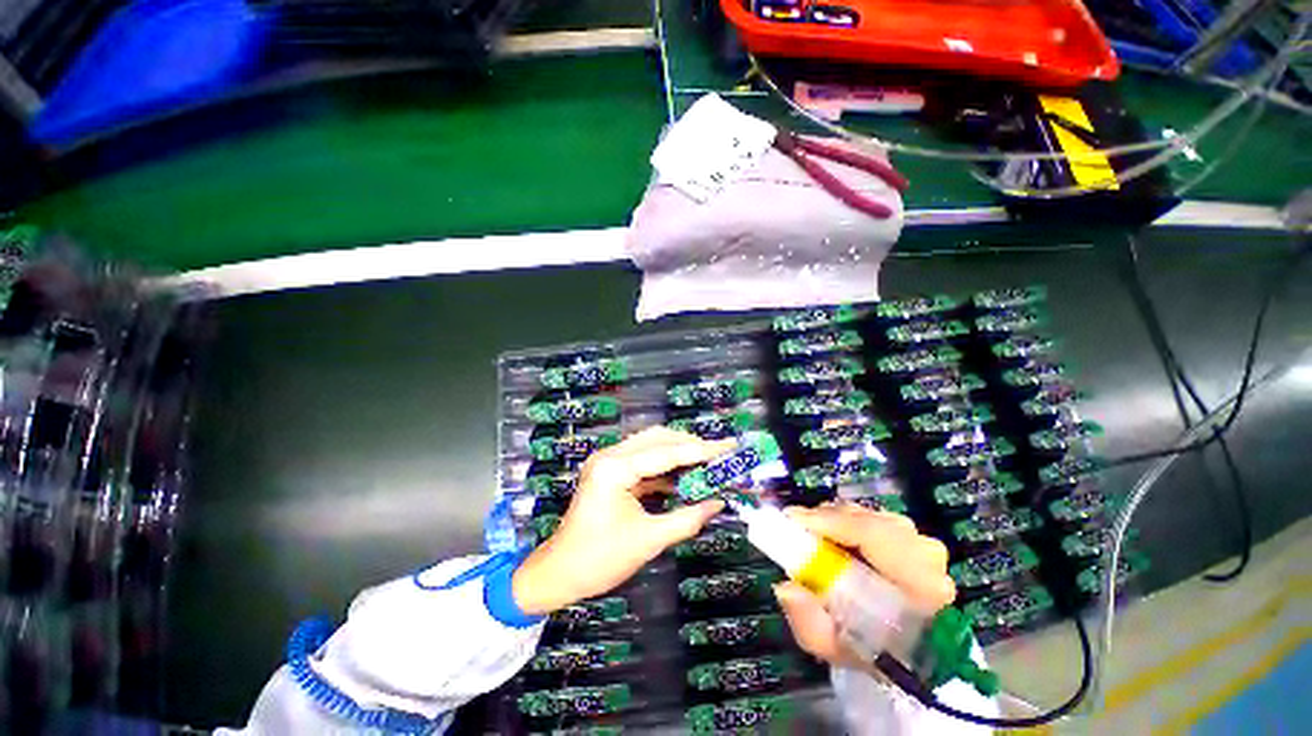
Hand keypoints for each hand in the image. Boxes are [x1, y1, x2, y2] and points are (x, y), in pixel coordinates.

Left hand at [512, 427, 733, 614]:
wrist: (559, 572)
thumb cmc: (599, 560)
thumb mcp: (649, 541)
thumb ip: (687, 519)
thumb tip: (719, 503)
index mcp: (615, 469)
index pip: (666, 452)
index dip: (701, 450)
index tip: (729, 445)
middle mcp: (610, 456)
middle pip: (658, 438)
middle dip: (691, 445)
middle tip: (720, 454)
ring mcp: (608, 461)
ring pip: (651, 445)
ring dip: (679, 452)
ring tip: (708, 462)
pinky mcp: (610, 471)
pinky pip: (644, 460)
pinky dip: (666, 466)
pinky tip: (685, 476)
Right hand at [773, 503, 954, 668]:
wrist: (906, 655)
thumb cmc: (871, 651)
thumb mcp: (834, 647)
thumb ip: (809, 623)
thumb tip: (785, 587)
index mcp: (921, 585)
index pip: (875, 535)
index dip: (831, 521)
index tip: (795, 520)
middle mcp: (927, 556)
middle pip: (868, 520)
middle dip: (827, 519)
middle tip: (797, 528)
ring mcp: (922, 544)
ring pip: (868, 515)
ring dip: (835, 520)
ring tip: (814, 536)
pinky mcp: (913, 538)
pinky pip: (872, 517)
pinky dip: (846, 521)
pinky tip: (833, 538)